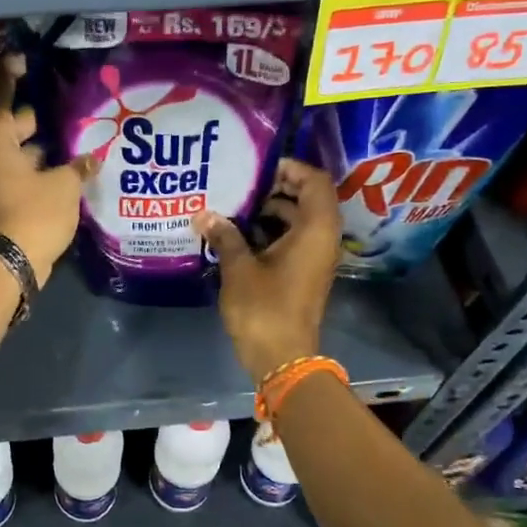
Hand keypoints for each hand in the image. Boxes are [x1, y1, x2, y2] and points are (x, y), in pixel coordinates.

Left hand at [0, 53, 99, 284]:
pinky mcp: (3, 196)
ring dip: (43, 143)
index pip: (0, 89)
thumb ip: (77, 166)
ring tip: (79, 135)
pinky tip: (71, 166)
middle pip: (13, 119)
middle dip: (39, 113)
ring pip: (20, 147)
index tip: (26, 58)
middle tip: (70, 102)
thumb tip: (91, 159)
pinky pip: (24, 169)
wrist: (6, 264)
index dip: (11, 71)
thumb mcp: (63, 185)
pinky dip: (41, 166)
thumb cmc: (31, 213)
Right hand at [193, 159, 341, 381]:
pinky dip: (269, 232)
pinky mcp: (303, 274)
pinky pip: (292, 240)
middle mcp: (322, 239)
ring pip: (297, 220)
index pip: (314, 181)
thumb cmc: (264, 308)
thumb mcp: (239, 268)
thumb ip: (225, 235)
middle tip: (238, 184)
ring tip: (231, 206)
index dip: (289, 168)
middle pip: (306, 198)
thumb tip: (204, 214)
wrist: (282, 357)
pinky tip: (236, 234)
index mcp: (315, 230)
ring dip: (268, 211)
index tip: (257, 168)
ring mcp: (314, 258)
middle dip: (273, 188)